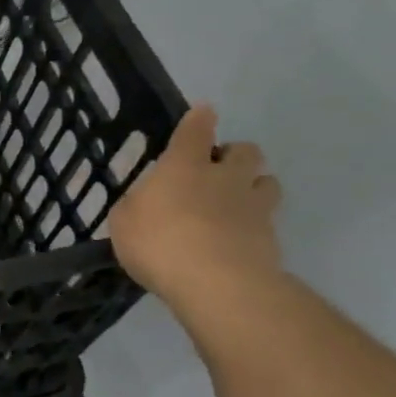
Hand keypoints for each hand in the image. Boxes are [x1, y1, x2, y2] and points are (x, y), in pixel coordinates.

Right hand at [108, 104, 283, 318]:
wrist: (217, 283)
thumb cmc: (159, 243)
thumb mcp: (124, 222)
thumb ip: (136, 206)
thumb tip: (145, 202)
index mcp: (184, 166)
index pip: (196, 130)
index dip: (199, 119)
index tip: (203, 114)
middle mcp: (224, 177)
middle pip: (245, 151)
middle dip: (234, 155)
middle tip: (216, 171)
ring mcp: (254, 206)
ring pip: (267, 182)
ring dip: (254, 186)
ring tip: (235, 204)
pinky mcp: (271, 237)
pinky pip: (267, 220)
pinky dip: (255, 225)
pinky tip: (237, 241)